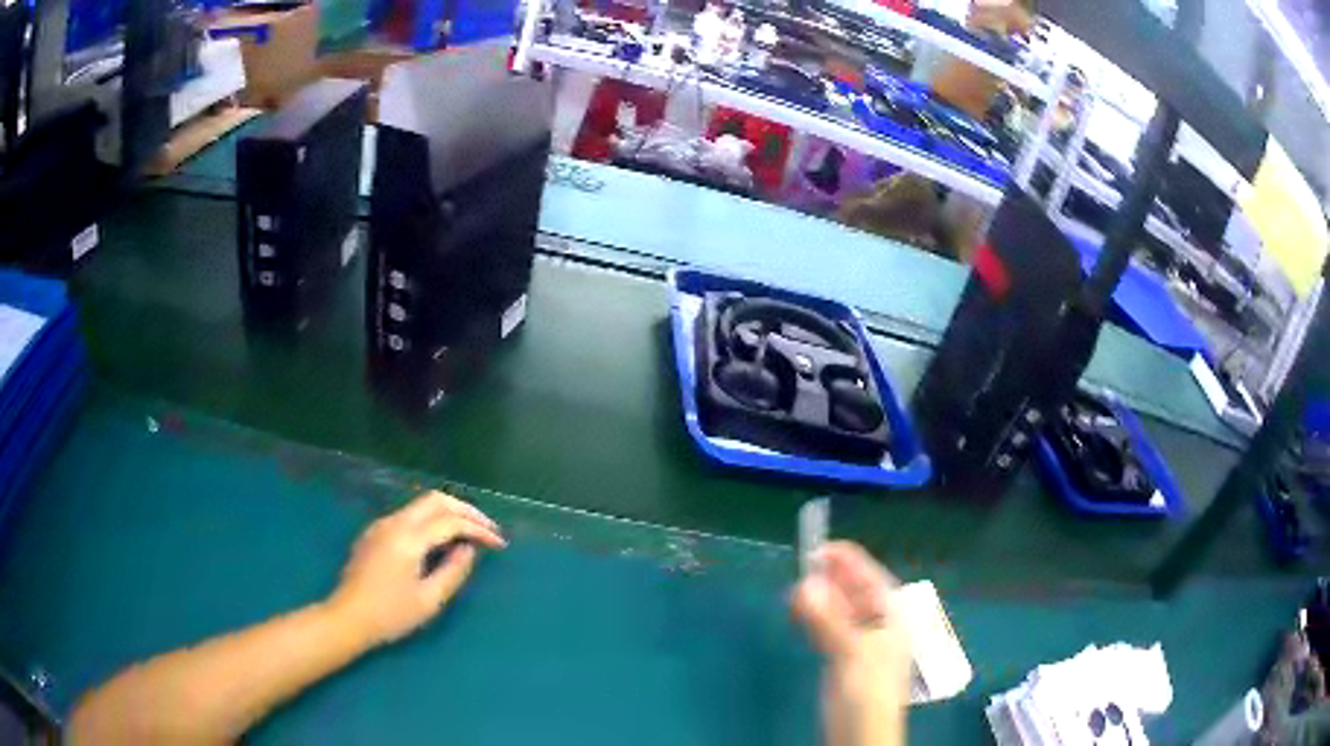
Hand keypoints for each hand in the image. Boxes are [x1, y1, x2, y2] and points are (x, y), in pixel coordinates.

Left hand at [327, 491, 505, 645]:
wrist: (347, 618)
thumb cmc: (390, 615)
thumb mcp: (429, 600)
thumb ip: (454, 571)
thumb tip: (469, 549)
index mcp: (408, 538)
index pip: (451, 521)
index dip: (478, 529)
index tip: (499, 543)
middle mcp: (394, 522)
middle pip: (435, 500)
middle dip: (466, 510)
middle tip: (488, 528)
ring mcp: (381, 525)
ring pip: (421, 505)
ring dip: (448, 512)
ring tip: (469, 533)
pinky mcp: (374, 533)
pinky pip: (409, 516)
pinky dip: (431, 520)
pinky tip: (439, 539)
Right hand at [791, 541, 910, 745]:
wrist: (861, 734)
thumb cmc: (867, 692)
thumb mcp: (851, 654)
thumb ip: (829, 620)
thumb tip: (804, 583)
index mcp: (890, 616)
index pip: (870, 578)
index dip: (847, 561)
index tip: (817, 548)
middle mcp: (877, 623)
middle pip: (853, 591)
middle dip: (830, 578)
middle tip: (801, 567)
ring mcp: (860, 640)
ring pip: (839, 608)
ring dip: (820, 596)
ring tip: (796, 587)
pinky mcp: (842, 656)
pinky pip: (829, 626)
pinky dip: (815, 615)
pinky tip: (800, 611)